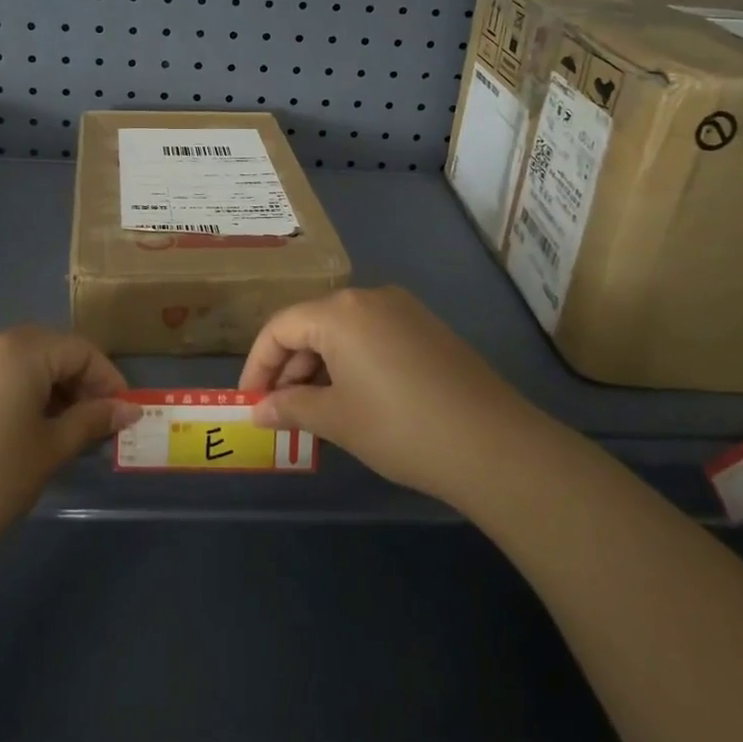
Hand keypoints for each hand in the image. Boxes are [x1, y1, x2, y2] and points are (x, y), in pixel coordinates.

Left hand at [0, 326, 139, 583]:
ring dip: (43, 387)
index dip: (108, 379)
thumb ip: (91, 422)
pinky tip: (12, 432)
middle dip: (76, 382)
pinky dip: (9, 392)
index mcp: (18, 350)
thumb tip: (126, 409)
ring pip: (14, 362)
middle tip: (92, 424)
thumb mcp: (48, 453)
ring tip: (55, 432)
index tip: (122, 414)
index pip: (79, 350)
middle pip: (46, 349)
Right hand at [238, 287, 527, 502]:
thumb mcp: (336, 419)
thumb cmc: (400, 427)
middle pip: (312, 325)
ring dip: (320, 367)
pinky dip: (352, 363)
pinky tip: (354, 399)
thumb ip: (290, 408)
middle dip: (290, 367)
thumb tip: (259, 410)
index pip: (281, 327)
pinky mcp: (427, 328)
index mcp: (340, 311)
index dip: (258, 364)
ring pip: (343, 332)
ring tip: (316, 411)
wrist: (492, 444)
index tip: (250, 401)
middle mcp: (369, 297)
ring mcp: (403, 310)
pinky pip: (373, 337)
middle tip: (282, 411)